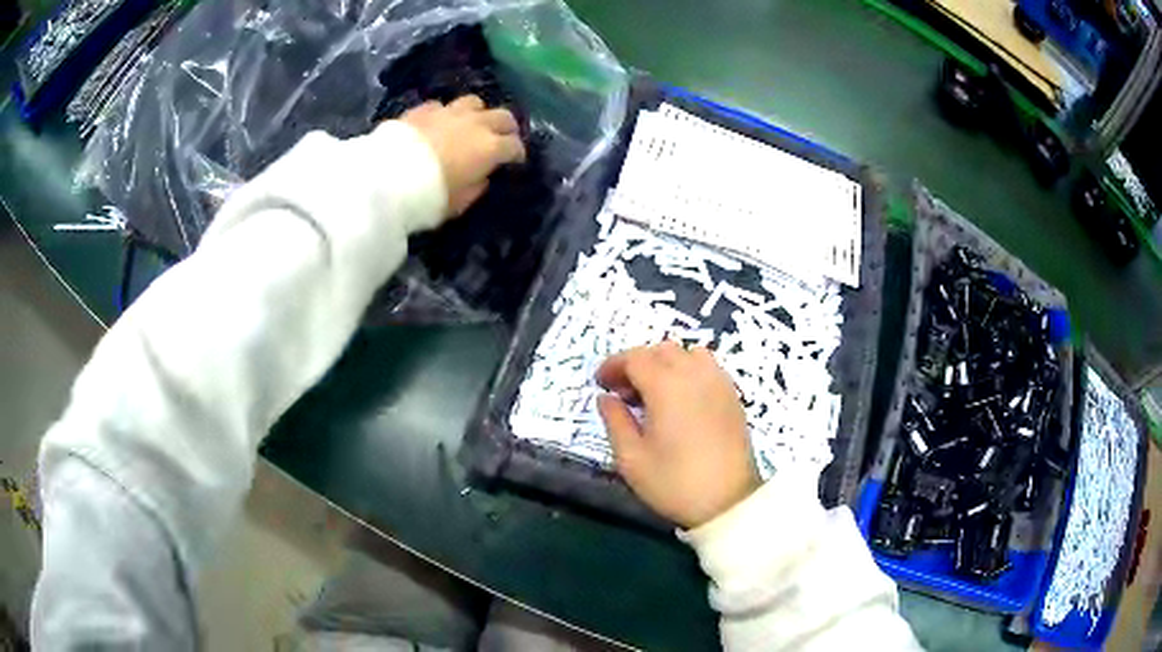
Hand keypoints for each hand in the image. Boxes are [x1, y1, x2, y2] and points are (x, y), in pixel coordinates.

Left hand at [399, 95, 525, 216]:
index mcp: (490, 148)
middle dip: (506, 127)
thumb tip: (482, 176)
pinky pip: (442, 106)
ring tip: (472, 124)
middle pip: (503, 116)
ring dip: (478, 113)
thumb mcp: (459, 203)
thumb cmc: (429, 196)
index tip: (515, 161)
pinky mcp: (424, 109)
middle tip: (503, 137)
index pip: (514, 146)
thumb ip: (476, 187)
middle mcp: (475, 124)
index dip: (517, 154)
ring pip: (475, 103)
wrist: (388, 177)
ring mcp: (449, 112)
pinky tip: (439, 124)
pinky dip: (445, 114)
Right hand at [596, 342, 760, 528]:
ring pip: (687, 353)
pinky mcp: (733, 395)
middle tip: (624, 392)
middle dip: (637, 363)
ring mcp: (718, 382)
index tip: (601, 383)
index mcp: (666, 386)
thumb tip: (605, 398)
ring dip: (665, 363)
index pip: (635, 358)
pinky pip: (707, 366)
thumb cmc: (674, 483)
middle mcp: (695, 374)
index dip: (613, 366)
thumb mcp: (631, 459)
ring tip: (654, 392)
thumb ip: (615, 421)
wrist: (728, 502)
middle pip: (661, 350)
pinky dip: (688, 370)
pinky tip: (681, 399)